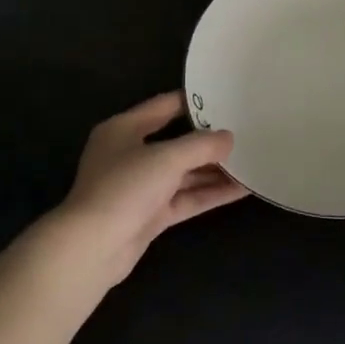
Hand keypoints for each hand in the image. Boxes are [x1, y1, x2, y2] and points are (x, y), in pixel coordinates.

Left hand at [47, 91, 247, 287]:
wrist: (93, 247)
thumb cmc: (124, 188)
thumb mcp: (166, 158)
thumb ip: (201, 145)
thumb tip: (228, 138)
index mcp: (124, 129)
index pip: (163, 106)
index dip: (193, 101)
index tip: (225, 96)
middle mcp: (131, 154)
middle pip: (176, 142)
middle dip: (209, 140)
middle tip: (246, 131)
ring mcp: (140, 187)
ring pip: (184, 173)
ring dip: (214, 170)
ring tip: (251, 161)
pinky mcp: (150, 214)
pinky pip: (185, 198)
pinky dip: (210, 193)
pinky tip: (241, 189)